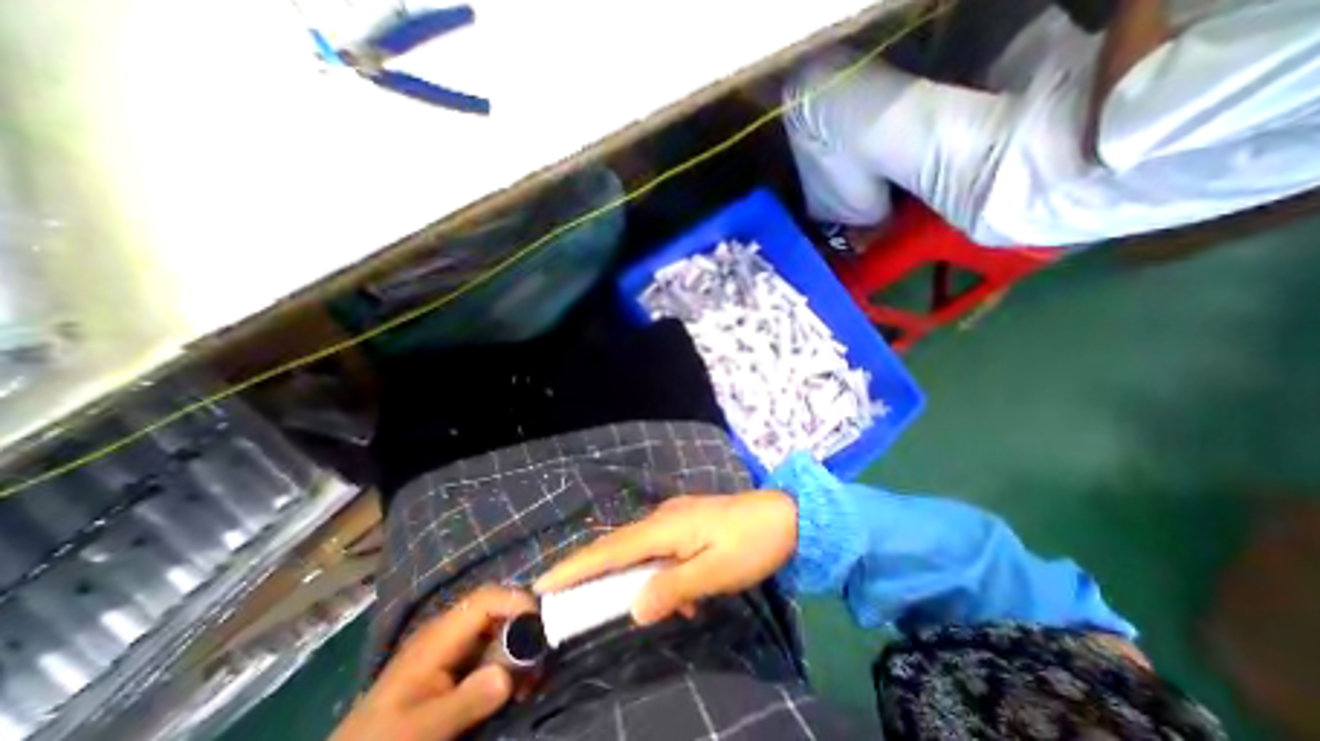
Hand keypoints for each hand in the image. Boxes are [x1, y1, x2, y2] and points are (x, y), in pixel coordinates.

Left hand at [331, 585, 534, 740]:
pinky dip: (505, 661)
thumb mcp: (419, 731)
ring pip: (496, 628)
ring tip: (529, 677)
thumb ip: (464, 702)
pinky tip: (510, 686)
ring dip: (517, 647)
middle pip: (496, 608)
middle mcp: (448, 631)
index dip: (517, 602)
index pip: (486, 598)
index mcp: (438, 636)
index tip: (542, 626)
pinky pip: (488, 649)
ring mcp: (450, 646)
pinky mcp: (452, 663)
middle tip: (540, 658)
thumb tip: (509, 675)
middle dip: (522, 627)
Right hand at [533, 492, 797, 625]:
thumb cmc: (751, 543)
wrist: (783, 514)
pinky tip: (682, 593)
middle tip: (567, 596)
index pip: (611, 550)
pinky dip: (661, 571)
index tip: (544, 581)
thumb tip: (634, 608)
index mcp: (666, 527)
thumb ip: (674, 588)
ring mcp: (676, 517)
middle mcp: (663, 517)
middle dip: (592, 571)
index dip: (577, 565)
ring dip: (634, 577)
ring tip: (640, 603)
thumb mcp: (716, 573)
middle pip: (619, 547)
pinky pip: (662, 549)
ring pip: (641, 549)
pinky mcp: (688, 522)